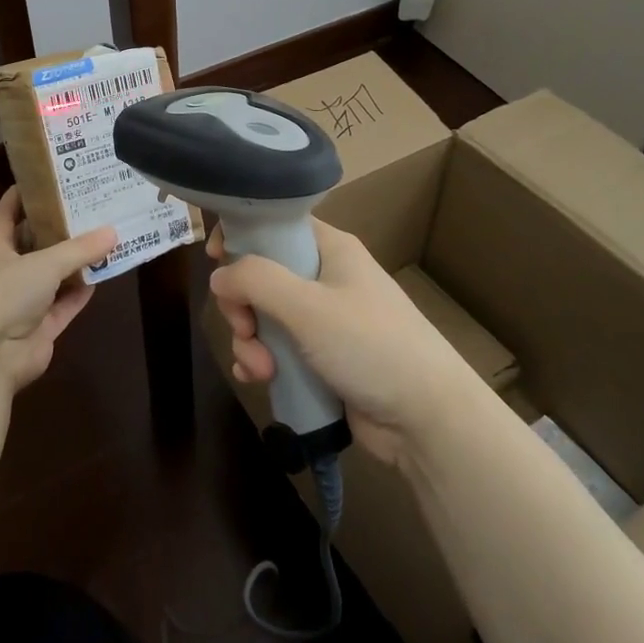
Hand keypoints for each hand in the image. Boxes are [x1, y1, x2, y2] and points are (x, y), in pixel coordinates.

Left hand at [0, 188, 116, 391]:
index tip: (41, 179)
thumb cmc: (4, 293)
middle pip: (35, 246)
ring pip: (54, 278)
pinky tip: (101, 277)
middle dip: (58, 230)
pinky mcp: (40, 330)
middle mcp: (8, 274)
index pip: (6, 216)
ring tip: (103, 239)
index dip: (20, 197)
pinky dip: (80, 293)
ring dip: (75, 264)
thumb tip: (113, 232)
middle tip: (88, 208)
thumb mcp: (44, 262)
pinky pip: (65, 306)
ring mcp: (24, 305)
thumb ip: (79, 249)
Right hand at [208, 218, 473, 463]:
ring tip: (261, 370)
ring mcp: (324, 321)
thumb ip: (256, 281)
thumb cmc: (370, 345)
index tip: (216, 257)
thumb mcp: (308, 306)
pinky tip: (259, 380)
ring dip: (251, 341)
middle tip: (246, 329)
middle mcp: (326, 278)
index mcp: (330, 250)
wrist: (427, 418)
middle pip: (262, 275)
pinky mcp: (322, 358)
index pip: (277, 224)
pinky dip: (263, 362)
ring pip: (265, 317)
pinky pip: (278, 350)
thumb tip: (219, 275)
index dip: (244, 235)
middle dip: (243, 305)